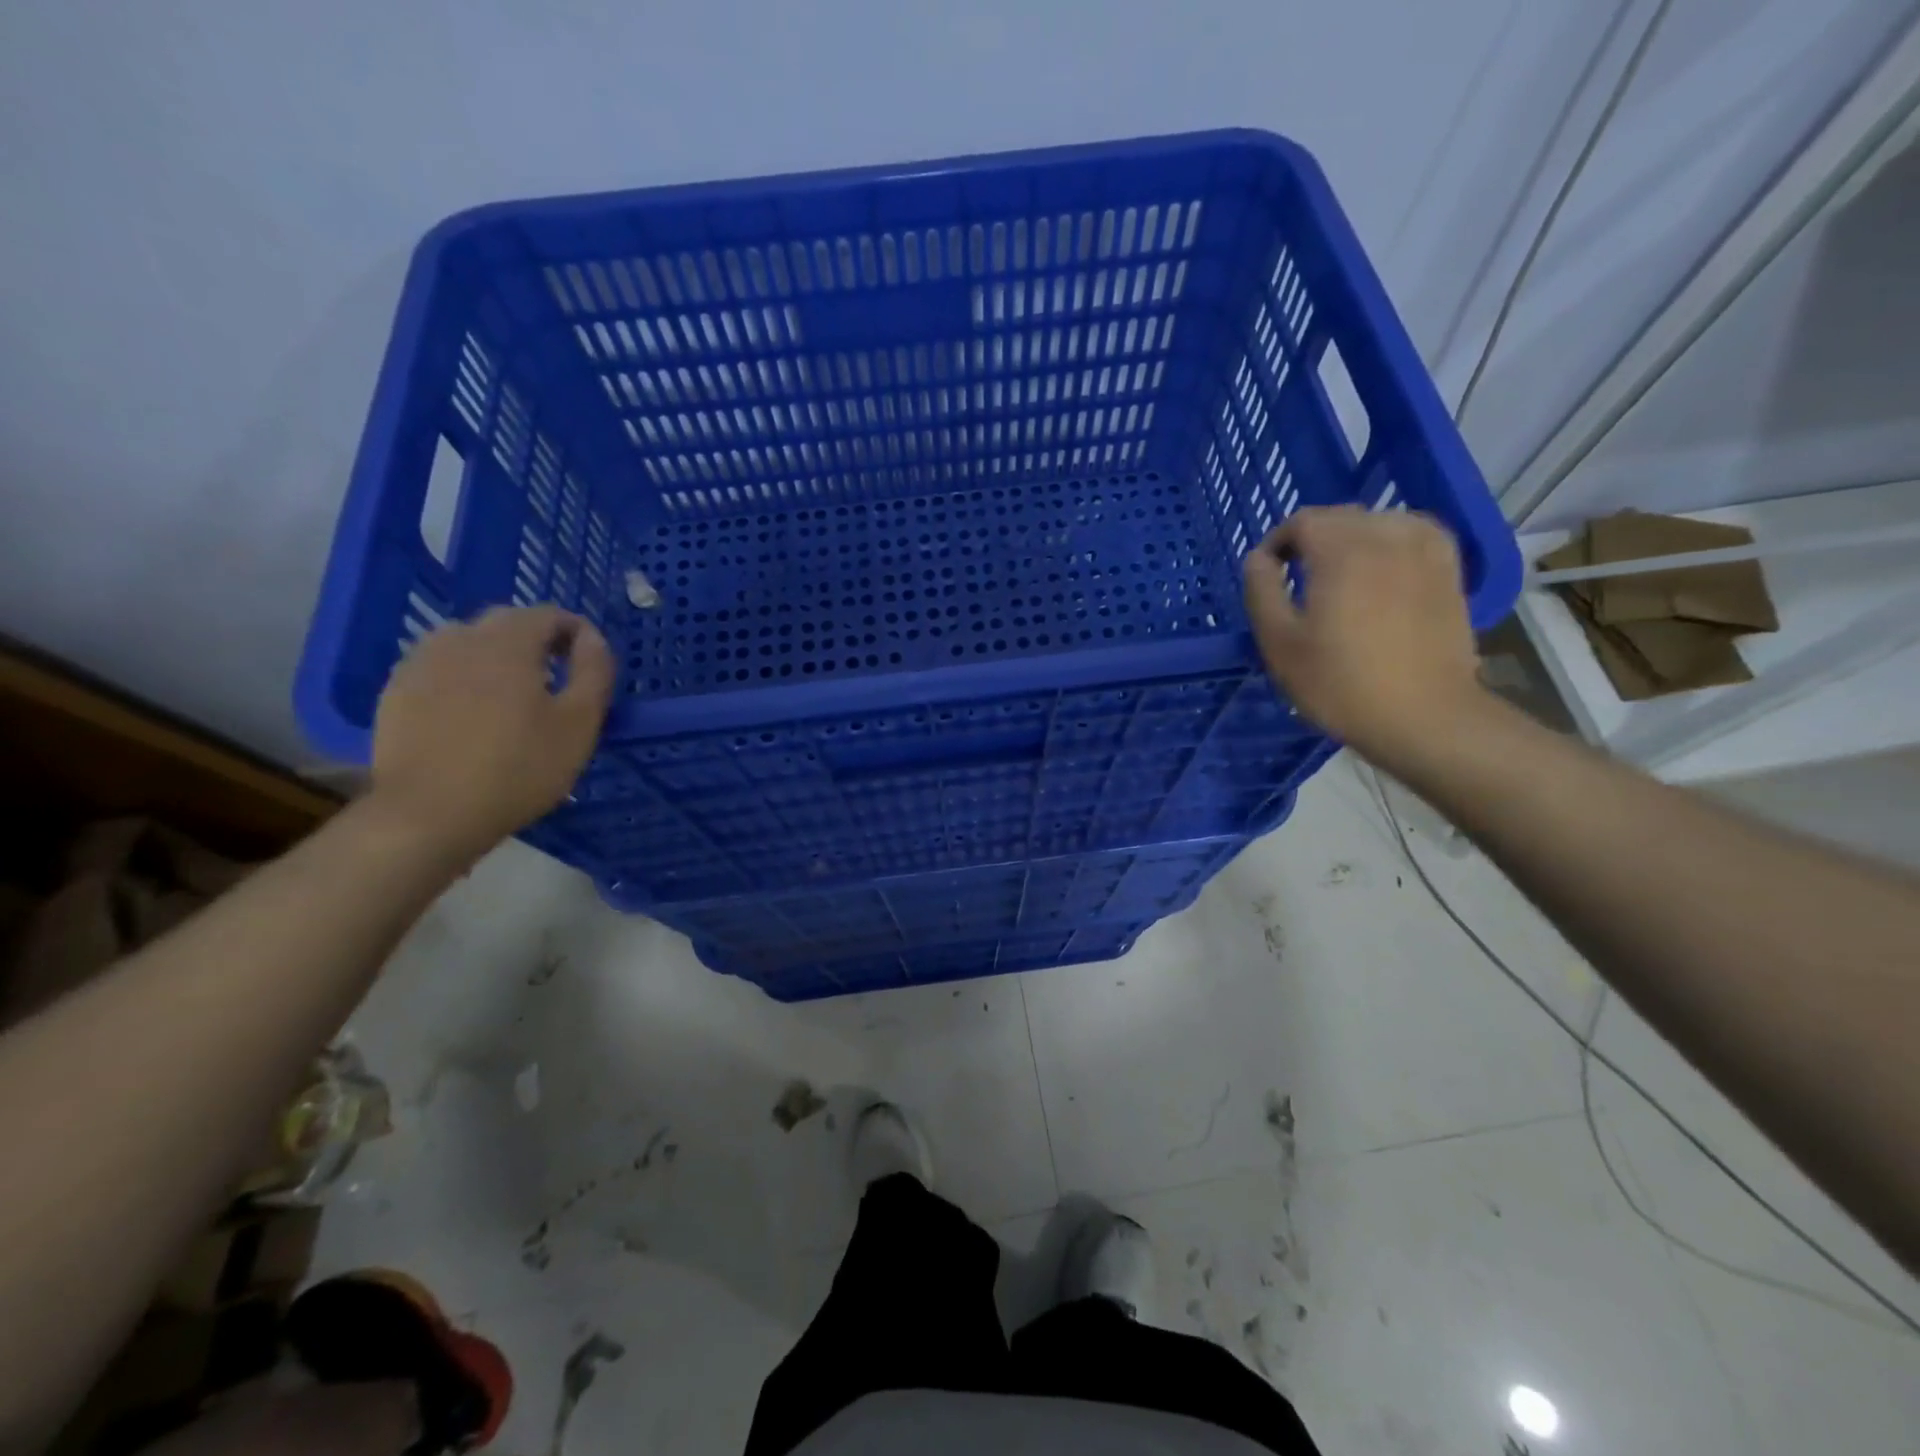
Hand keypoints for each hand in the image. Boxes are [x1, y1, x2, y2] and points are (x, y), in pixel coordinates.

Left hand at [369, 605, 614, 861]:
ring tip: (513, 692)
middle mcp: (460, 640)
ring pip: (467, 641)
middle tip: (557, 675)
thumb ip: (594, 672)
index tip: (591, 658)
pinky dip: (463, 676)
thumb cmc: (519, 768)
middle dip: (536, 639)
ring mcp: (421, 664)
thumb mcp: (580, 723)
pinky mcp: (396, 692)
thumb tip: (592, 639)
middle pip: (505, 622)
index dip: (575, 629)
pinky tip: (472, 712)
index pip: (547, 613)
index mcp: (508, 643)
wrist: (429, 814)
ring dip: (496, 655)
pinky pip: (439, 667)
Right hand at [1243, 506, 1486, 769]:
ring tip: (1338, 575)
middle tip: (1296, 580)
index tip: (1266, 574)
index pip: (1302, 521)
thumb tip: (1258, 559)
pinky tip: (1382, 570)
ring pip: (1379, 521)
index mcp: (1341, 550)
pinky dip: (1391, 543)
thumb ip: (1261, 591)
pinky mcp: (1450, 570)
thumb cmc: (1340, 683)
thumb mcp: (1279, 642)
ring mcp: (1425, 550)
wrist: (1423, 716)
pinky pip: (1414, 535)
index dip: (1277, 543)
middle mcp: (1386, 536)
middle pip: (1340, 517)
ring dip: (1351, 539)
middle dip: (1312, 540)